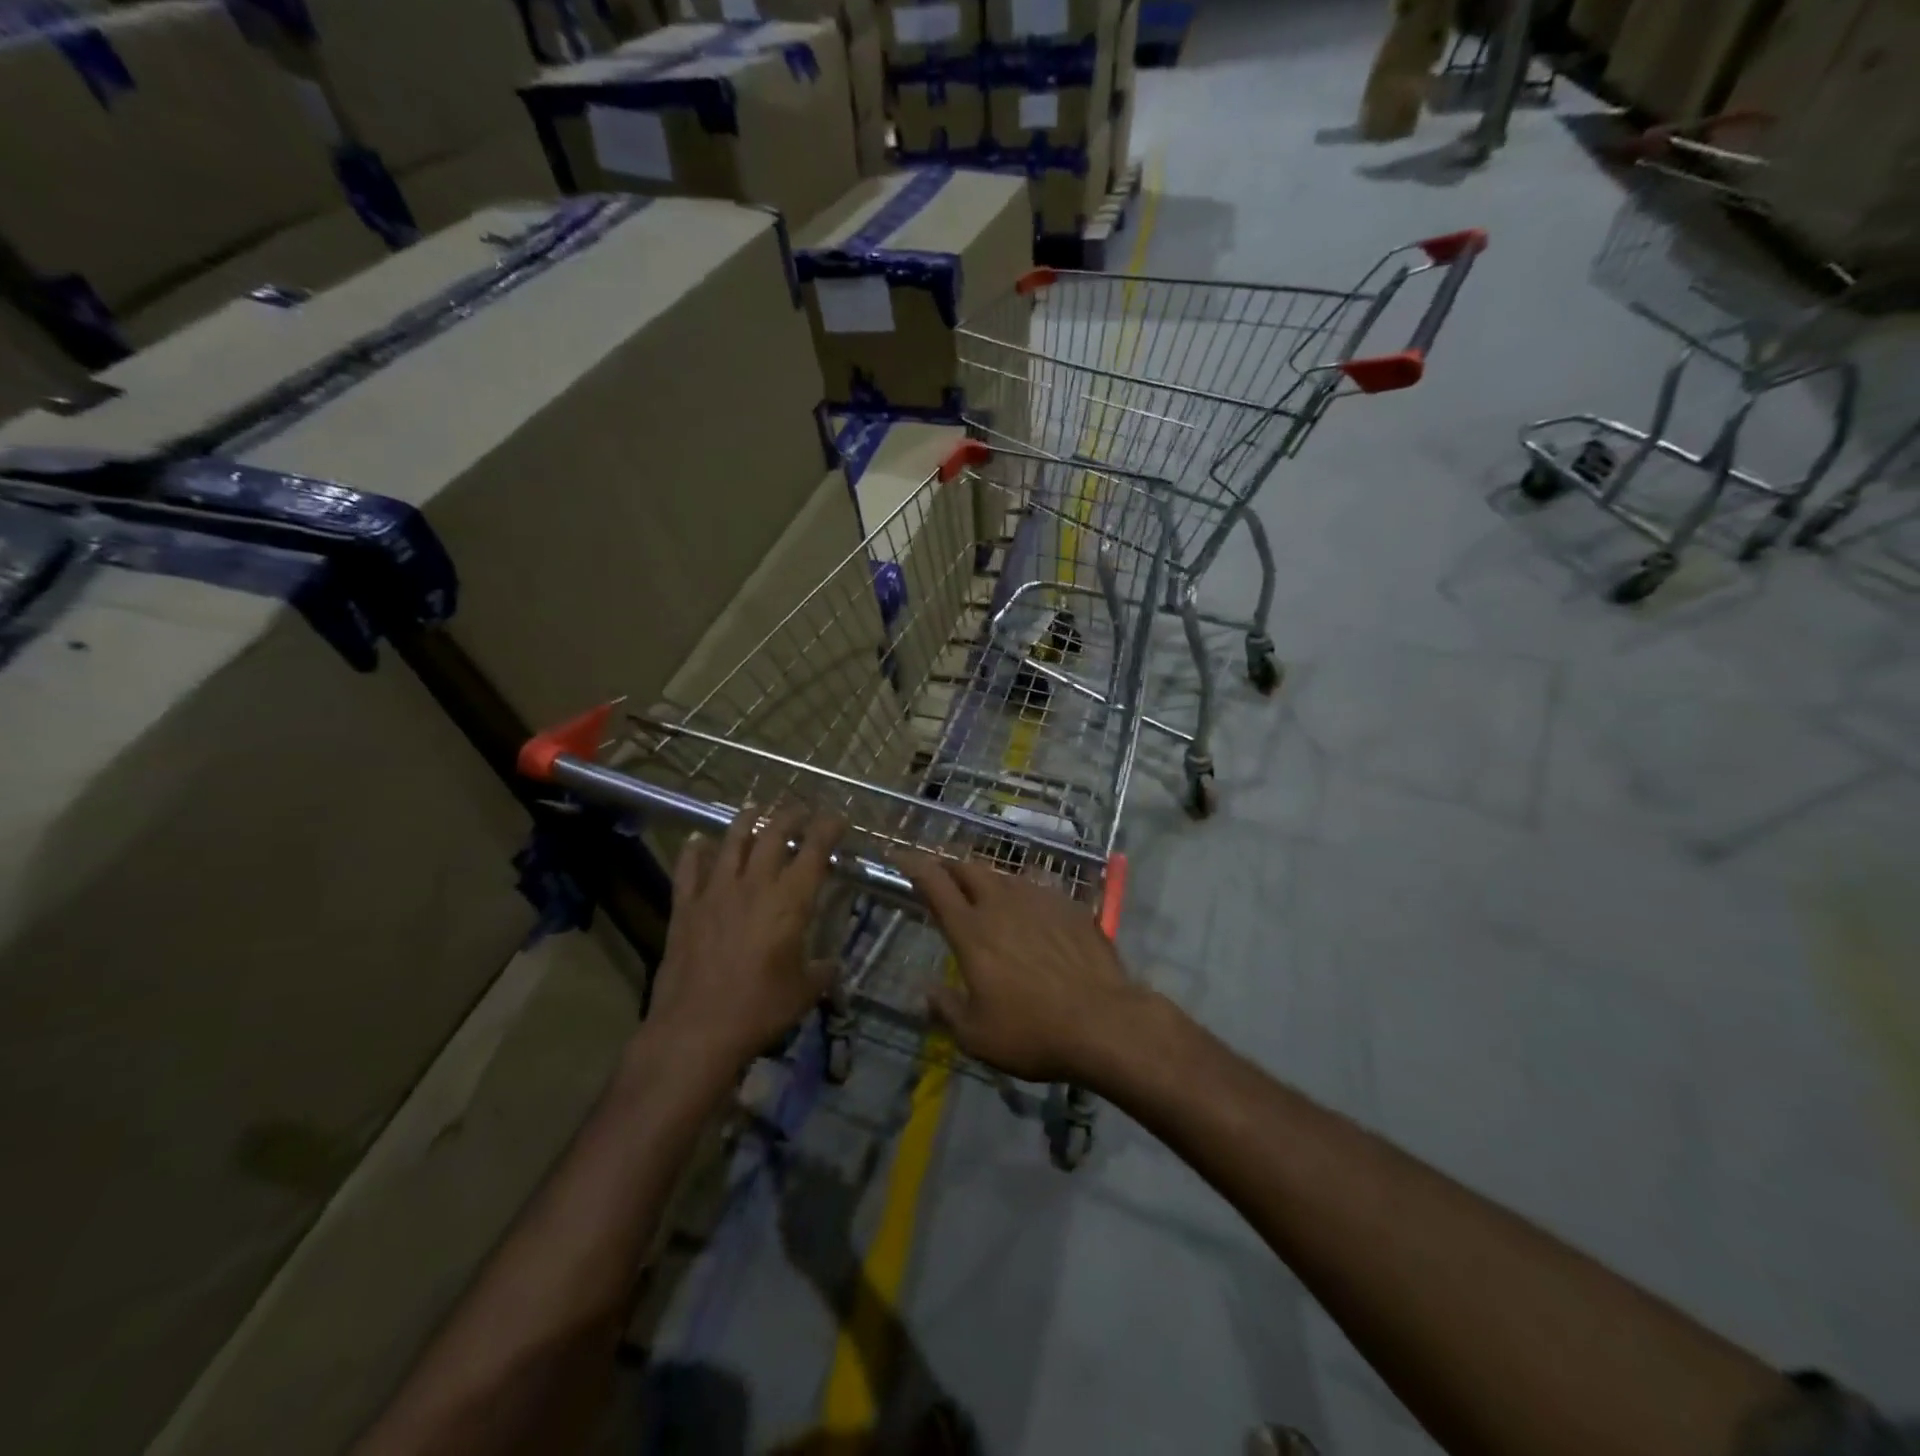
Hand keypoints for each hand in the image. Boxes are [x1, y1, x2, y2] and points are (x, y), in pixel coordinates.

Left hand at [650, 803, 846, 1071]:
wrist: (697, 1029)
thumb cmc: (760, 1009)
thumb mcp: (804, 992)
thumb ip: (822, 971)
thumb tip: (832, 965)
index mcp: (790, 900)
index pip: (814, 850)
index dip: (828, 829)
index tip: (837, 820)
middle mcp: (754, 885)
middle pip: (773, 835)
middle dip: (790, 817)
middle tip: (800, 812)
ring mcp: (716, 892)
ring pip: (731, 842)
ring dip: (745, 821)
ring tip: (754, 809)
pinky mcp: (686, 908)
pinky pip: (688, 869)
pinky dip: (694, 851)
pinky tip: (697, 840)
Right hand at [903, 855, 1148, 1085]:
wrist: (1105, 1022)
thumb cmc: (1033, 1033)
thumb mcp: (976, 1037)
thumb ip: (946, 1009)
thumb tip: (929, 991)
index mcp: (971, 930)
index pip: (934, 884)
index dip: (914, 865)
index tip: (901, 858)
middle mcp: (1002, 903)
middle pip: (969, 868)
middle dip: (950, 866)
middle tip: (944, 877)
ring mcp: (1040, 899)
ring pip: (1005, 875)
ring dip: (988, 879)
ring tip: (987, 895)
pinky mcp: (1071, 905)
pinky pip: (1039, 887)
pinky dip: (1025, 894)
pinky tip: (1032, 913)